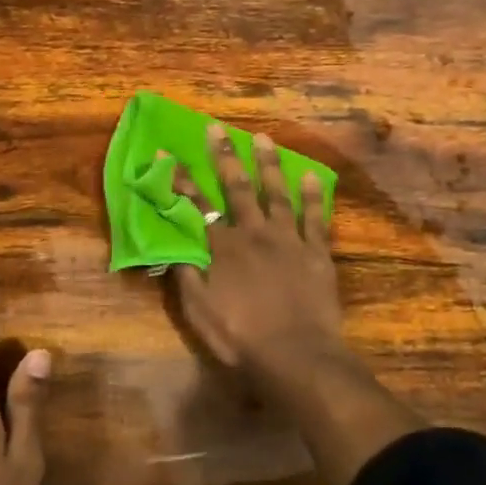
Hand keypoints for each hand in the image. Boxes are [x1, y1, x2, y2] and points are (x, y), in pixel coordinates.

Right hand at [170, 124, 343, 381]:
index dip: (182, 180)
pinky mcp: (316, 251)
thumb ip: (187, 276)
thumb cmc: (242, 338)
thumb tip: (173, 245)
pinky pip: (314, 216)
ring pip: (276, 193)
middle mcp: (253, 233)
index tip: (169, 153)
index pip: (197, 206)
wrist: (296, 355)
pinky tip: (310, 174)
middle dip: (225, 156)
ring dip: (268, 164)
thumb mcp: (200, 313)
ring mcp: (288, 239)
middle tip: (218, 128)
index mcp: (223, 249)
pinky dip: (312, 195)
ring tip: (263, 139)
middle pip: (237, 188)